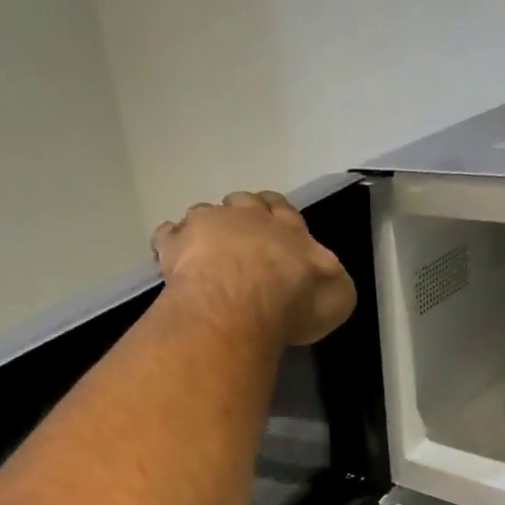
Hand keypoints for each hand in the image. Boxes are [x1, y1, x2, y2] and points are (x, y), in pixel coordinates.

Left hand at [152, 192, 356, 346]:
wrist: (242, 302)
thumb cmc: (294, 301)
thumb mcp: (336, 297)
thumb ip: (331, 282)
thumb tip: (326, 279)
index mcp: (290, 228)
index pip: (283, 210)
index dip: (276, 217)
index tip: (272, 230)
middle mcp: (250, 217)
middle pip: (244, 203)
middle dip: (242, 217)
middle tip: (239, 242)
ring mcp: (209, 224)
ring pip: (205, 213)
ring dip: (206, 229)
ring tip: (204, 254)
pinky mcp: (177, 242)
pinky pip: (168, 234)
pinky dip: (170, 244)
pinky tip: (169, 259)